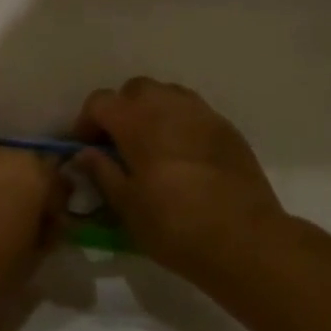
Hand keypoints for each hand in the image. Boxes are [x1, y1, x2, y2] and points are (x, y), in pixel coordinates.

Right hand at [74, 78, 286, 284]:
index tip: (86, 149)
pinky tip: (181, 156)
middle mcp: (171, 107)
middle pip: (136, 89)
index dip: (87, 122)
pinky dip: (179, 124)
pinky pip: (194, 112)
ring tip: (151, 147)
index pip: (101, 101)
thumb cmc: (175, 227)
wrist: (244, 240)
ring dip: (152, 112)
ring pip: (168, 95)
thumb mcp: (127, 207)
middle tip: (118, 145)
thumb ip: (103, 172)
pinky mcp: (228, 129)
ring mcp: (204, 115)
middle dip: (121, 110)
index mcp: (138, 123)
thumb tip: (85, 154)